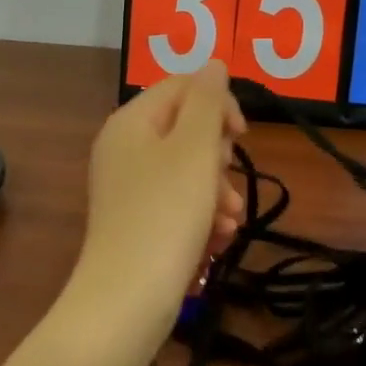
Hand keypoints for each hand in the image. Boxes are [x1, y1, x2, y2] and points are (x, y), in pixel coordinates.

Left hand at [62, 62, 246, 347]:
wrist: (127, 301)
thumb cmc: (166, 214)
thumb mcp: (194, 149)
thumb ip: (207, 101)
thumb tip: (214, 64)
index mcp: (131, 122)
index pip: (183, 87)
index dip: (218, 104)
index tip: (241, 135)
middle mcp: (124, 148)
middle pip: (187, 130)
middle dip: (219, 156)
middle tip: (227, 180)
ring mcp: (129, 188)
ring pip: (188, 171)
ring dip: (217, 191)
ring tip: (229, 222)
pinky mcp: (137, 222)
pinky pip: (178, 203)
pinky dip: (201, 216)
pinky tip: (217, 239)